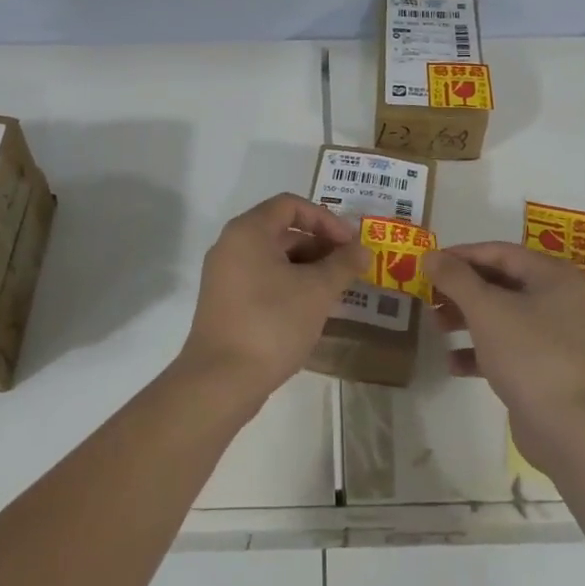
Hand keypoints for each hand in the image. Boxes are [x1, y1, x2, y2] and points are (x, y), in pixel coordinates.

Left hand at [178, 194, 369, 406]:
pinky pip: (262, 280)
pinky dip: (289, 285)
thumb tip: (363, 250)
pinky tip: (311, 309)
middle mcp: (231, 245)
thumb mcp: (317, 291)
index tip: (350, 243)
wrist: (221, 380)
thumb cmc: (271, 323)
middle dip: (319, 245)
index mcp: (248, 231)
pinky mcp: (225, 302)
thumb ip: (343, 264)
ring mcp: (224, 275)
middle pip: (282, 230)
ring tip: (336, 291)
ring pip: (273, 258)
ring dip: (307, 268)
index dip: (325, 219)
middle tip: (348, 268)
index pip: (291, 205)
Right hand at [425, 242, 584, 456]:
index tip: (429, 263)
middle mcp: (558, 300)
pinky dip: (480, 350)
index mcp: (552, 276)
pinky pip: (507, 347)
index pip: (500, 252)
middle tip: (428, 295)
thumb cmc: (528, 354)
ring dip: (466, 318)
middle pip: (500, 283)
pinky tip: (453, 363)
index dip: (461, 255)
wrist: (568, 428)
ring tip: (435, 326)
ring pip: (501, 315)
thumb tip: (430, 255)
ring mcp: (553, 335)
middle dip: (461, 289)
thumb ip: (455, 278)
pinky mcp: (544, 366)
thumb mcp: (486, 309)